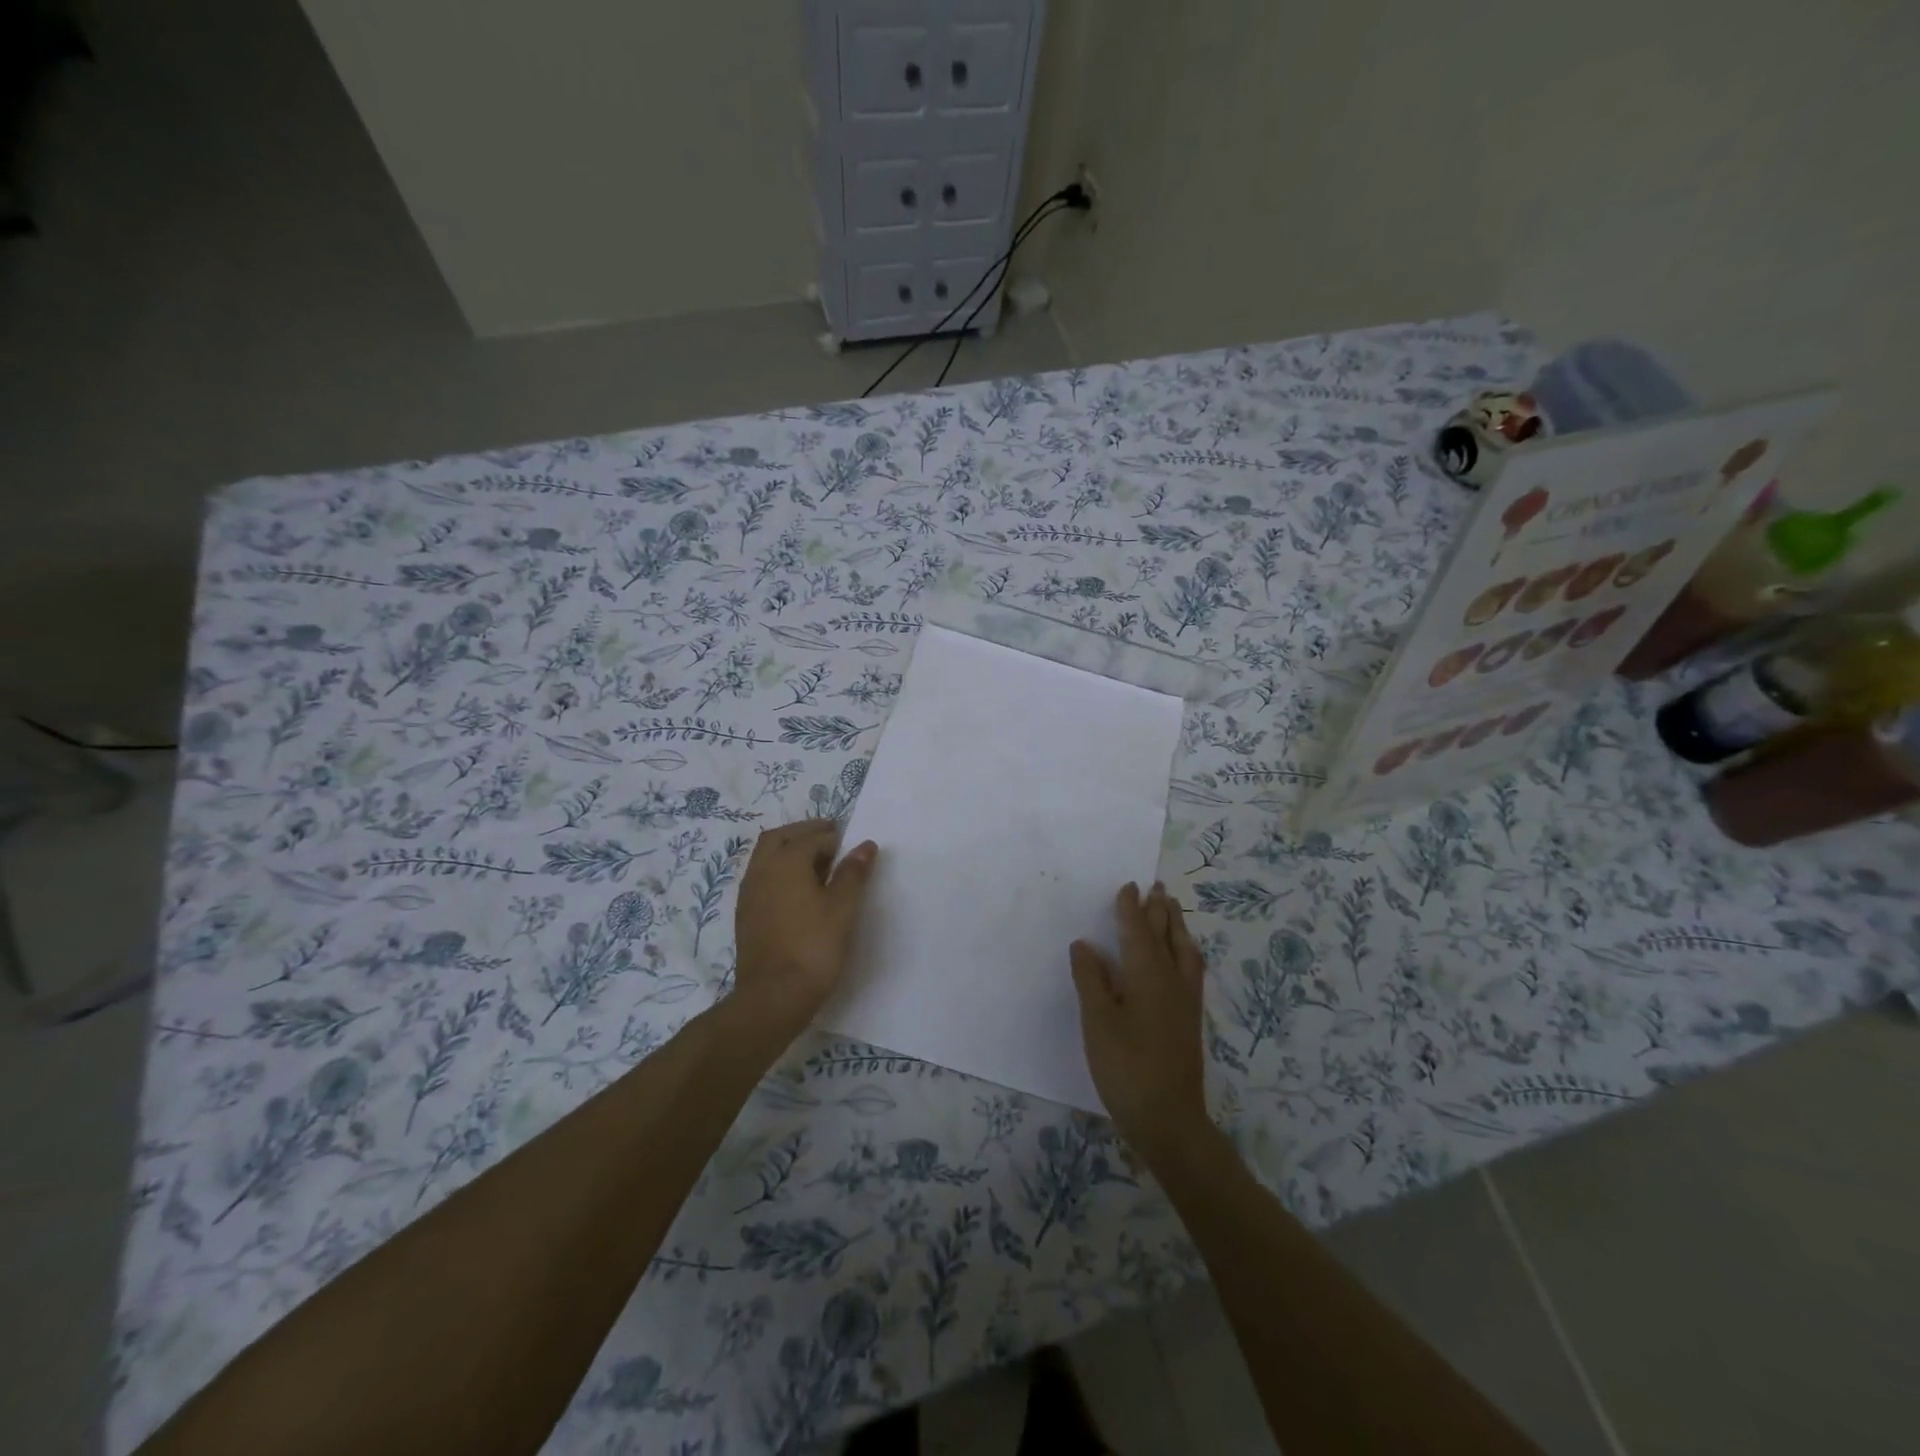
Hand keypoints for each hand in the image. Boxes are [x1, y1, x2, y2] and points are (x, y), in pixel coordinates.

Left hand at [733, 818, 878, 1031]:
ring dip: (789, 850)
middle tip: (830, 839)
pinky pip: (761, 877)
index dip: (834, 838)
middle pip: (780, 837)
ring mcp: (749, 892)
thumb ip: (853, 873)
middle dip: (805, 832)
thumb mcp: (843, 908)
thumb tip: (864, 845)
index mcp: (786, 861)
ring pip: (766, 856)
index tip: (852, 845)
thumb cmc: (814, 947)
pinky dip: (779, 871)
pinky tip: (798, 890)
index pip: (812, 837)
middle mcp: (762, 869)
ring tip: (817, 864)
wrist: (774, 996)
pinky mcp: (745, 914)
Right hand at [1070, 882, 1208, 1159]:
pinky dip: (1185, 950)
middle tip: (1157, 887)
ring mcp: (1185, 1001)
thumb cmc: (1126, 1066)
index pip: (1138, 931)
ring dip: (1177, 927)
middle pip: (1167, 936)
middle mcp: (1172, 980)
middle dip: (1160, 910)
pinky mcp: (1189, 1019)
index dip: (1131, 909)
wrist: (1169, 1119)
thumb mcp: (1098, 1021)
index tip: (1129, 886)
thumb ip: (1091, 979)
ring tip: (1173, 911)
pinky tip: (1181, 959)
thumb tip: (1085, 944)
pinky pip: (1191, 969)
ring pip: (1185, 951)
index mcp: (1148, 975)